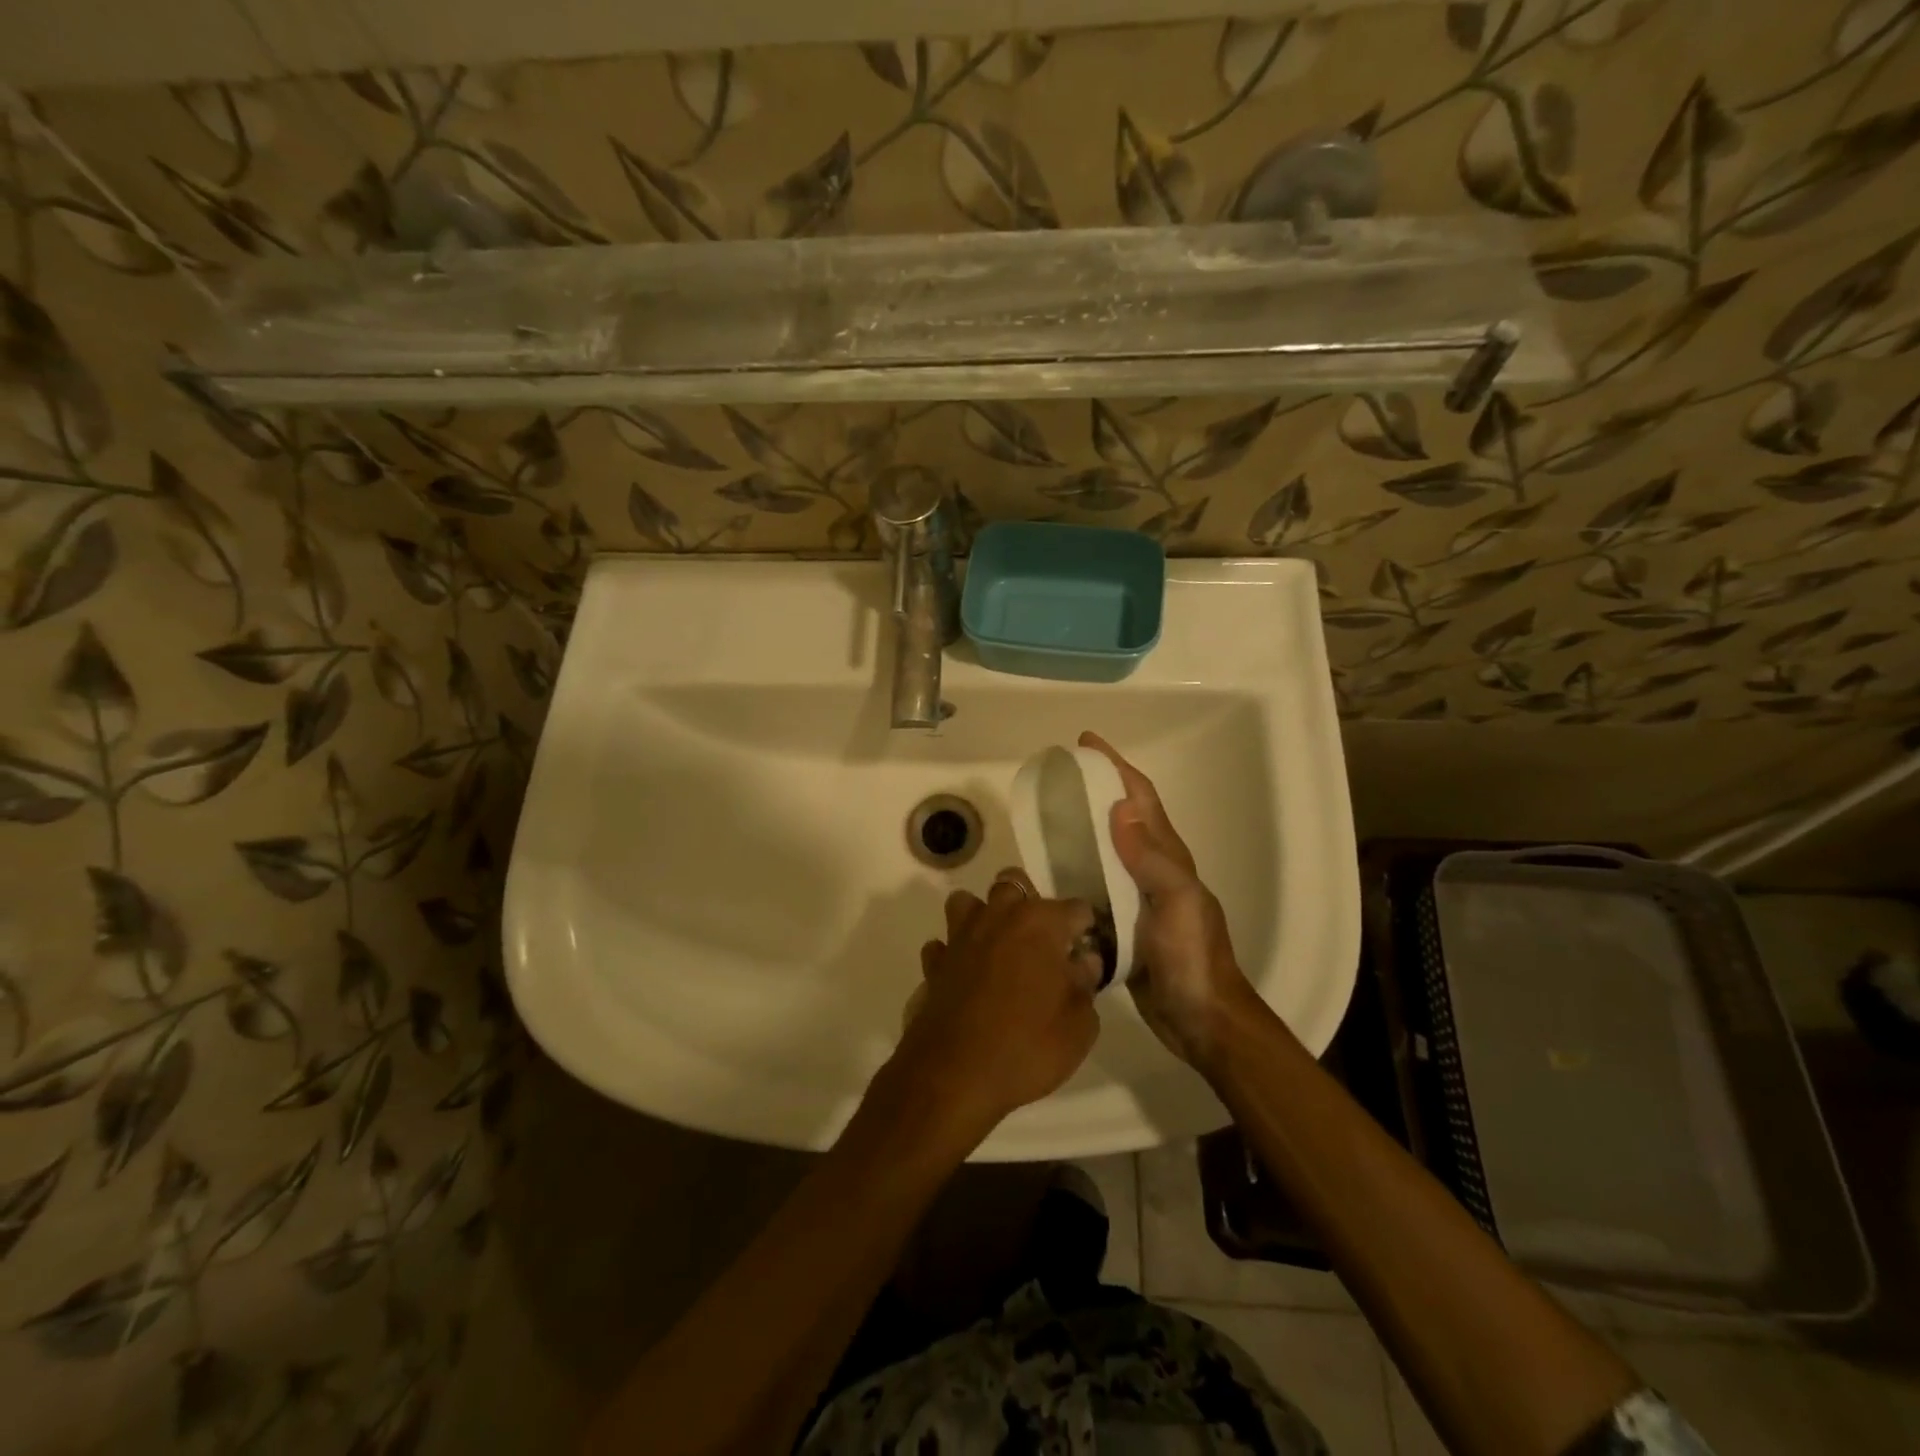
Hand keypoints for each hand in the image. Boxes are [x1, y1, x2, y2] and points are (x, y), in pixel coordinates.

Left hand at [885, 869, 1103, 1144]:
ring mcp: (960, 936)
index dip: (1085, 927)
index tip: (1088, 948)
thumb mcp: (1079, 1025)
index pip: (1075, 908)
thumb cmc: (1027, 1046)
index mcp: (1039, 923)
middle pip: (1014, 885)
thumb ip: (1085, 985)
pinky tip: (965, 974)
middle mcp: (998, 917)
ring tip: (999, 947)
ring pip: (969, 902)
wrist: (954, 1075)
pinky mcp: (934, 962)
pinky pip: (944, 944)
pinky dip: (955, 952)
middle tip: (1042, 941)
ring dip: (984, 916)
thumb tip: (1084, 961)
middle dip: (1030, 904)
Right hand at [1079, 732, 1259, 1071]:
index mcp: (1168, 858)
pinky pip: (1094, 887)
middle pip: (1120, 819)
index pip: (1140, 798)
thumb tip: (1119, 806)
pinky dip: (1072, 872)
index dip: (1116, 766)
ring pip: (1104, 852)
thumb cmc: (1192, 957)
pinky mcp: (1122, 926)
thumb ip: (1150, 857)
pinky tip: (1047, 875)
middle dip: (1093, 791)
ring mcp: (1137, 899)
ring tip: (1043, 820)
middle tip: (1055, 779)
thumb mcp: (1176, 902)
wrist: (1201, 1019)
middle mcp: (1151, 871)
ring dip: (1079, 830)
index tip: (1086, 742)